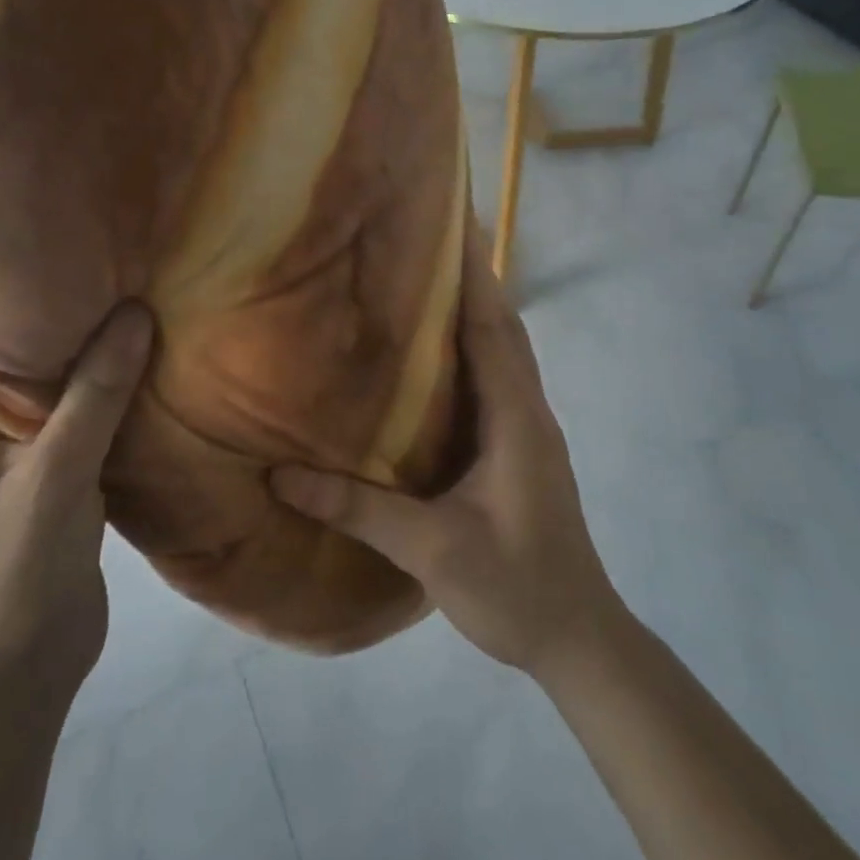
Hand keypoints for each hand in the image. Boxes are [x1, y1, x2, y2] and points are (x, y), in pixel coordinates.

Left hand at [0, 304, 153, 720]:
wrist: (19, 680)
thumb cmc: (17, 573)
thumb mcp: (57, 476)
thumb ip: (95, 396)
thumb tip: (134, 313)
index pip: (2, 345)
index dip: (49, 307)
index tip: (104, 271)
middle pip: (43, 371)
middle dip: (90, 338)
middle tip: (143, 290)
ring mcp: (25, 466)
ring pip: (73, 404)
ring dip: (110, 378)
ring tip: (160, 325)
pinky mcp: (60, 490)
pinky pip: (93, 436)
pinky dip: (122, 416)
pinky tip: (162, 388)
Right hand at [271, 232, 620, 676]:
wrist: (578, 637)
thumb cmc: (515, 586)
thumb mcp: (432, 550)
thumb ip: (358, 510)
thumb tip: (281, 475)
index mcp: (516, 418)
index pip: (492, 328)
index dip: (473, 274)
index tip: (453, 222)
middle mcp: (529, 410)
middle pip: (503, 327)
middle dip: (474, 278)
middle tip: (430, 238)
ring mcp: (530, 429)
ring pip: (505, 351)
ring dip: (477, 309)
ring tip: (430, 279)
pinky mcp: (522, 448)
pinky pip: (498, 379)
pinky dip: (476, 347)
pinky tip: (440, 355)